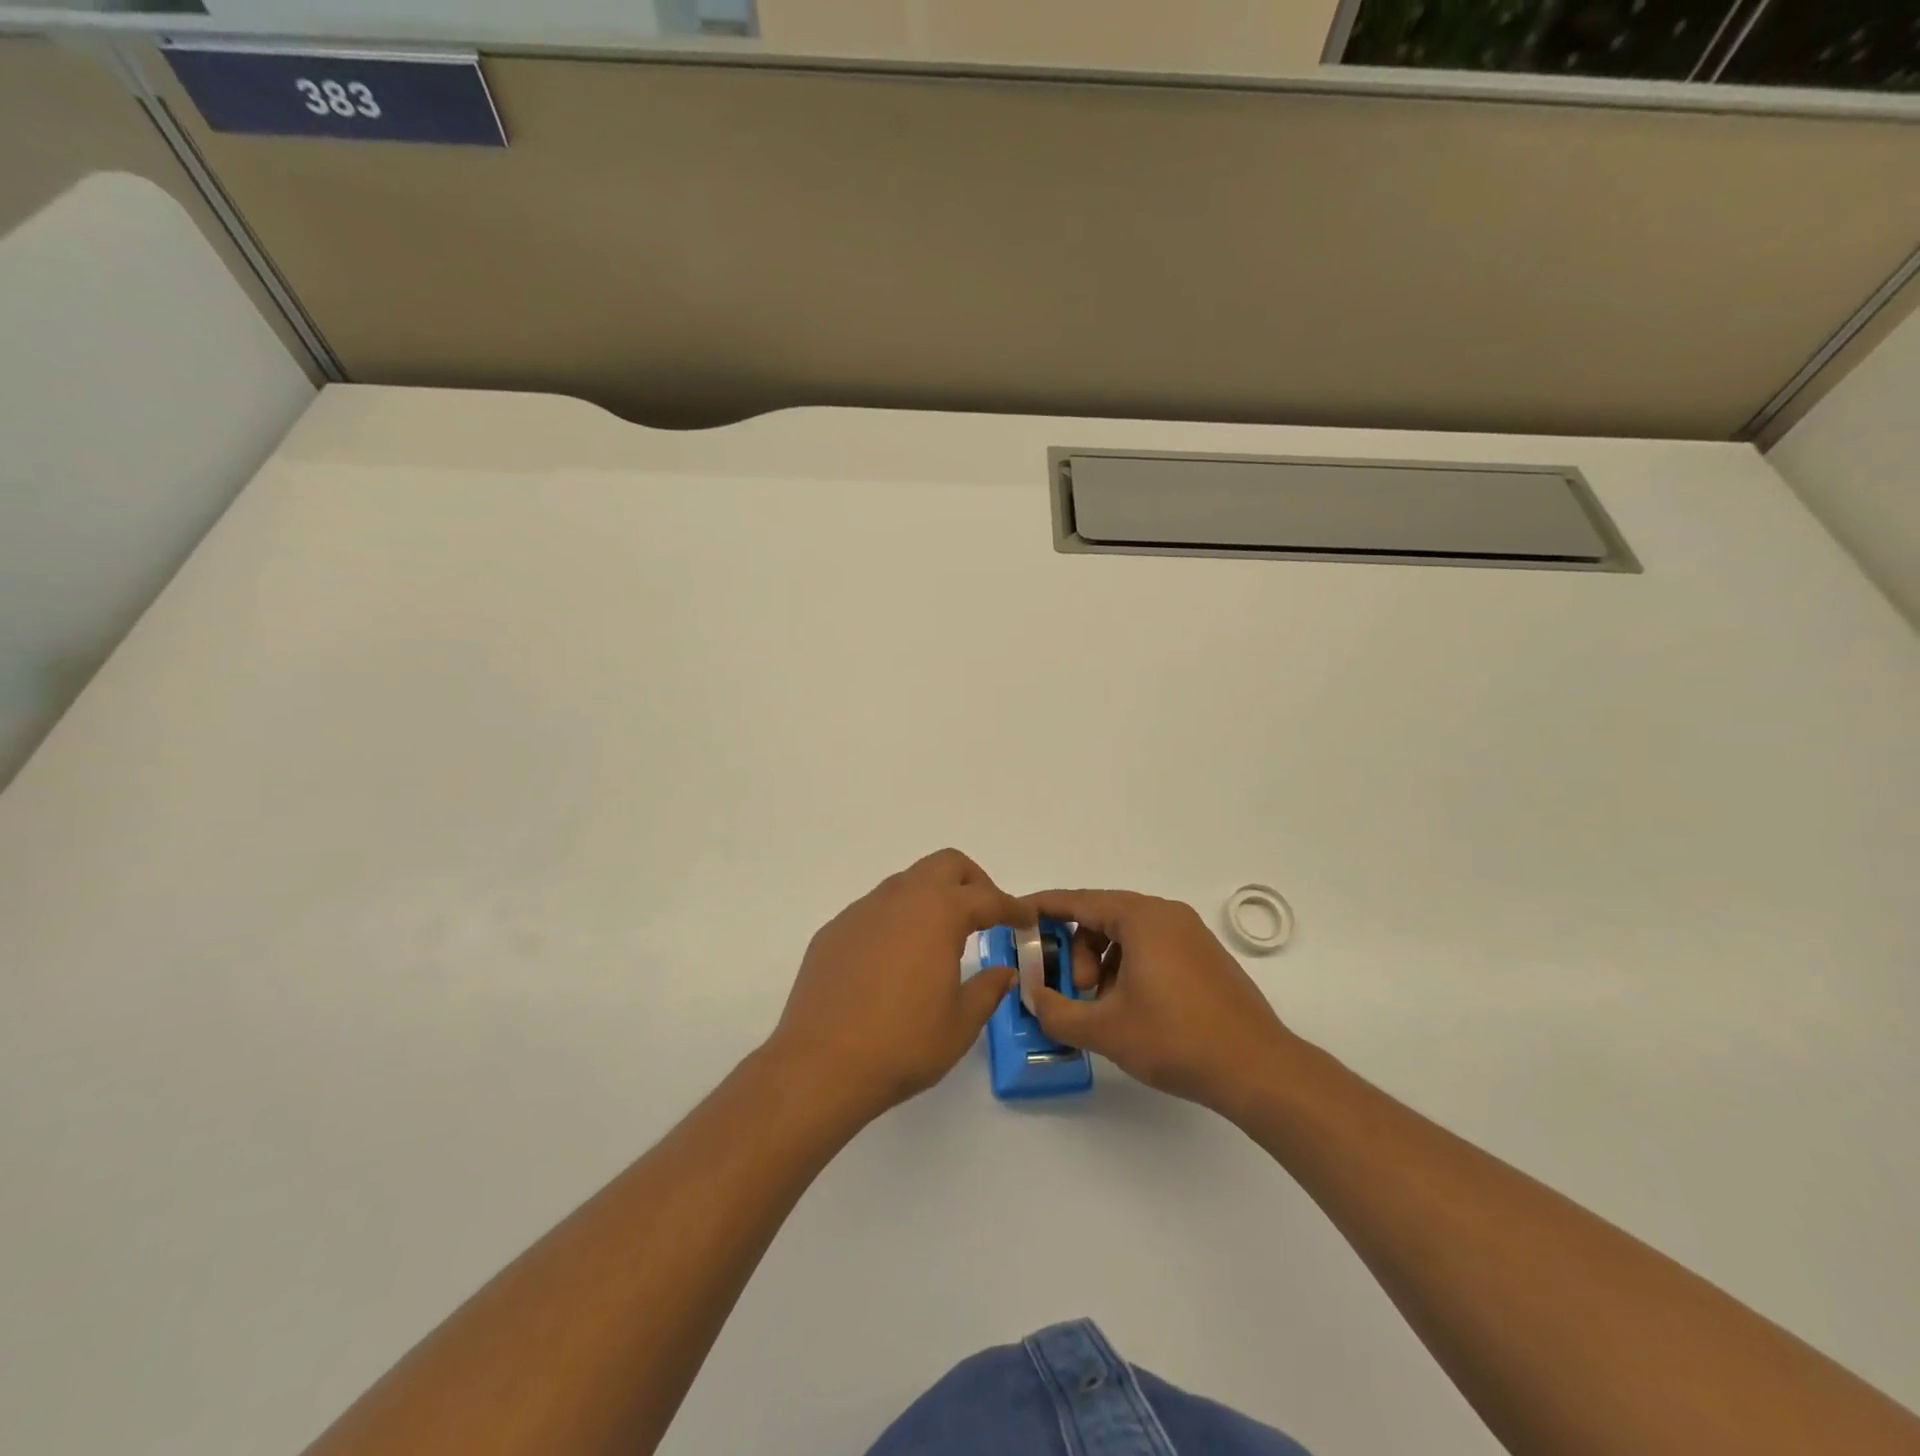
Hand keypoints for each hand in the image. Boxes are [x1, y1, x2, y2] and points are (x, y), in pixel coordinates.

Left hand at [767, 849, 1020, 1121]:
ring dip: (931, 898)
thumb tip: (1003, 972)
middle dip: (972, 882)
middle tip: (985, 915)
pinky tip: (895, 960)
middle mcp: (900, 899)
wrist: (820, 1065)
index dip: (1012, 907)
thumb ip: (987, 990)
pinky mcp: (834, 931)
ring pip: (906, 883)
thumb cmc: (902, 1044)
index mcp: (938, 914)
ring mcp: (862, 911)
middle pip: (945, 865)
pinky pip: (875, 910)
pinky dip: (897, 920)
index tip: (1026, 918)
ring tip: (940, 939)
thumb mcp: (960, 1024)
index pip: (986, 898)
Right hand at [1021, 888, 1294, 1114]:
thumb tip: (1033, 997)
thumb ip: (1056, 1011)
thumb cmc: (1176, 1039)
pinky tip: (1129, 1008)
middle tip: (1073, 991)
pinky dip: (1128, 968)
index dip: (1042, 909)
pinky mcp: (1204, 957)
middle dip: (1076, 951)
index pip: (1078, 901)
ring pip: (1127, 935)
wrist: (1258, 1069)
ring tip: (1101, 1006)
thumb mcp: (1105, 1029)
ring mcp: (1190, 934)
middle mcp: (1166, 914)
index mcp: (1141, 917)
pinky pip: (1151, 948)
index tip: (1015, 916)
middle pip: (1101, 917)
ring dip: (1101, 963)